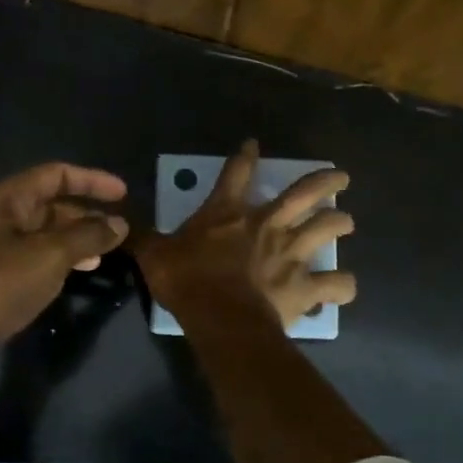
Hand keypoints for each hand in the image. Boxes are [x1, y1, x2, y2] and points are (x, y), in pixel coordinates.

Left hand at [0, 163, 128, 398]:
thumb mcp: (48, 257)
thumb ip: (87, 236)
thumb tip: (119, 223)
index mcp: (6, 200)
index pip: (56, 175)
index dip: (92, 180)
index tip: (124, 194)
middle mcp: (0, 218)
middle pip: (51, 203)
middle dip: (86, 213)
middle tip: (120, 229)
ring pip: (46, 233)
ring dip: (77, 238)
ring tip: (107, 251)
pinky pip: (37, 257)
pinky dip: (62, 259)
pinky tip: (80, 271)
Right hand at [134, 140, 355, 329]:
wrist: (220, 317)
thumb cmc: (187, 281)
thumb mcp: (154, 255)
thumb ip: (141, 237)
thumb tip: (116, 225)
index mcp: (229, 213)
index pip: (237, 173)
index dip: (245, 156)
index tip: (253, 145)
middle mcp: (268, 225)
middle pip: (304, 192)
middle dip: (325, 181)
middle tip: (341, 177)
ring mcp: (291, 253)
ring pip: (328, 228)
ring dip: (340, 223)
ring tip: (346, 222)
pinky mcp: (305, 285)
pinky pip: (336, 284)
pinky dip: (342, 286)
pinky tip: (341, 288)